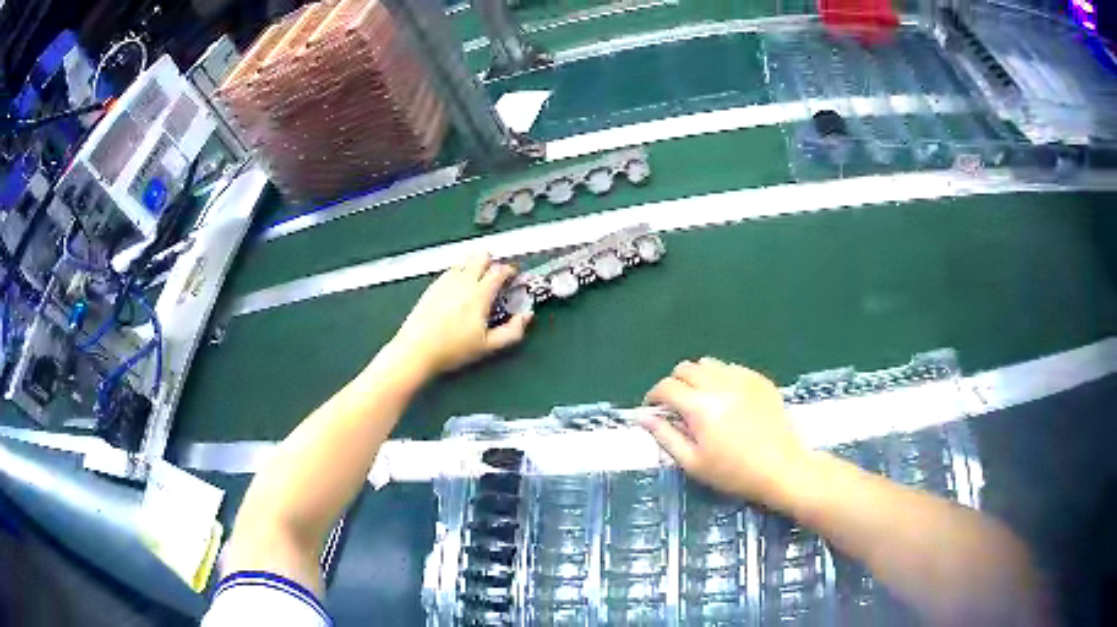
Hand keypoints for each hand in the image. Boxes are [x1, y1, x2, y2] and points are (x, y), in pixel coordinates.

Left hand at [388, 253, 532, 377]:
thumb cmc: (453, 349)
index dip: (510, 270)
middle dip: (491, 261)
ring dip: (474, 264)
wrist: (417, 349)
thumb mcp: (488, 346)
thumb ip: (512, 331)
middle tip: (496, 274)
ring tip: (478, 278)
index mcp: (479, 295)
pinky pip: (450, 270)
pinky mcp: (432, 286)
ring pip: (464, 260)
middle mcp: (463, 282)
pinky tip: (459, 285)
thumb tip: (527, 316)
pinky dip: (459, 271)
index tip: (513, 276)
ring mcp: (446, 282)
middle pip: (481, 257)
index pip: (499, 271)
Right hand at [641, 358, 808, 503]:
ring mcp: (742, 378)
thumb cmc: (733, 472)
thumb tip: (643, 416)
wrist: (781, 469)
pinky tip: (727, 400)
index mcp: (700, 406)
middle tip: (677, 407)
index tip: (653, 410)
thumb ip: (665, 435)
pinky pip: (731, 368)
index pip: (666, 387)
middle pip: (685, 368)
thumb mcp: (692, 462)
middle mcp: (720, 384)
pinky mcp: (760, 379)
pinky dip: (721, 378)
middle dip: (674, 384)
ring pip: (708, 363)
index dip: (653, 396)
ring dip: (697, 378)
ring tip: (702, 401)